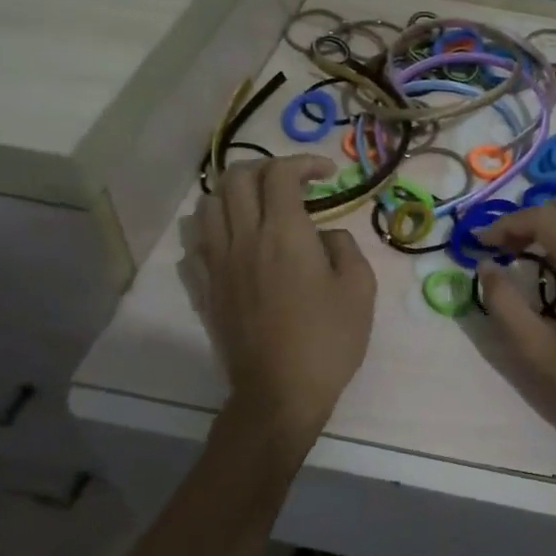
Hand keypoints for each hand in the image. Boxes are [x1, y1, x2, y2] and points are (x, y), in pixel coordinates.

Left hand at [186, 155, 375, 463]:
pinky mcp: (205, 288)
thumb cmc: (328, 340)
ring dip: (234, 193)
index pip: (280, 174)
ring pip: (208, 204)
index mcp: (284, 234)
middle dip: (266, 168)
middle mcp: (244, 238)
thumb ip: (344, 247)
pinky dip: (213, 228)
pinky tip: (234, 240)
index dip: (304, 163)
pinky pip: (195, 242)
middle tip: (292, 183)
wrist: (279, 393)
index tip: (327, 175)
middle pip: (236, 178)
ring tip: (259, 205)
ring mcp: (217, 263)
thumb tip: (325, 235)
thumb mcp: (359, 289)